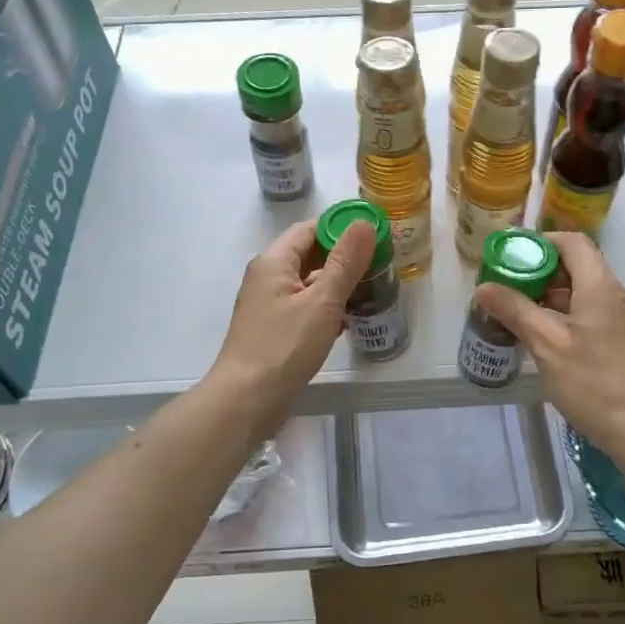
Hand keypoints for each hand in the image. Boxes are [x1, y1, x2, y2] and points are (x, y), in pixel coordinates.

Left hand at [210, 218, 376, 435]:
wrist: (246, 400)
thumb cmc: (284, 346)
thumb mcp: (322, 301)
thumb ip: (345, 262)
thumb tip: (364, 223)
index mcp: (274, 261)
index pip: (310, 229)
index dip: (341, 228)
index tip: (374, 236)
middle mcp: (267, 277)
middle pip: (308, 254)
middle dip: (342, 257)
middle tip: (378, 263)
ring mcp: (268, 304)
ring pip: (307, 283)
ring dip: (336, 284)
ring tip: (369, 289)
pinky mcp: (273, 329)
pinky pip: (303, 306)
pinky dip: (325, 307)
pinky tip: (346, 320)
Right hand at [473, 232, 624, 453]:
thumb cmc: (594, 384)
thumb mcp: (547, 346)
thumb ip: (516, 311)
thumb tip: (485, 288)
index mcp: (601, 287)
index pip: (573, 243)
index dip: (543, 242)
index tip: (514, 257)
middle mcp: (620, 295)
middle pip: (580, 268)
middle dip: (544, 274)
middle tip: (512, 289)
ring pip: (589, 294)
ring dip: (557, 298)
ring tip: (526, 316)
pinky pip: (599, 314)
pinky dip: (573, 316)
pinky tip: (554, 341)